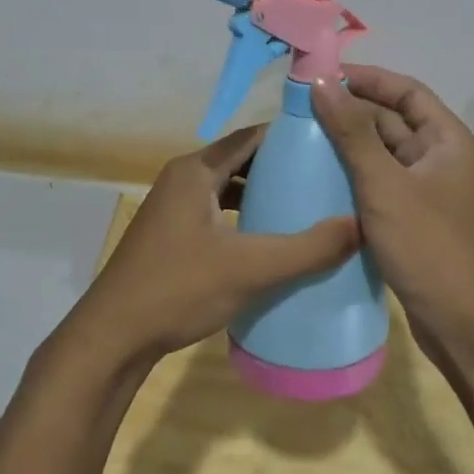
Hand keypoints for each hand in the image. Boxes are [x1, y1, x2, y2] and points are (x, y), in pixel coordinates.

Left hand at [69, 125, 359, 368]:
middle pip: (240, 161)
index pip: (251, 137)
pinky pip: (217, 213)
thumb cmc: (178, 289)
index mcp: (194, 171)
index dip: (289, 137)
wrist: (113, 336)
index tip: (330, 145)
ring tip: (306, 207)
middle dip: (280, 168)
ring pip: (227, 189)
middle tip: (326, 178)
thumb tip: (360, 226)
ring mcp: (173, 208)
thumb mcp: (250, 267)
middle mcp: (182, 179)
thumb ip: (307, 248)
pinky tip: (269, 240)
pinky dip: (243, 218)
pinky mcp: (172, 235)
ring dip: (262, 195)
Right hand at [312, 66, 473, 356]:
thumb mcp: (385, 185)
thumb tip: (321, 82)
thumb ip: (353, 133)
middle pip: (394, 121)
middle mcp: (442, 159)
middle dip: (351, 112)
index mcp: (448, 141)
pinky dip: (355, 177)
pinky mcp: (416, 220)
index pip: (406, 91)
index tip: (322, 76)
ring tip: (302, 140)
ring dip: (350, 146)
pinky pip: (382, 185)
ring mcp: (429, 192)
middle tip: (301, 110)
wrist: (465, 325)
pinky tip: (321, 181)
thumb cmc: (429, 247)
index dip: (367, 78)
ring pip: (385, 155)